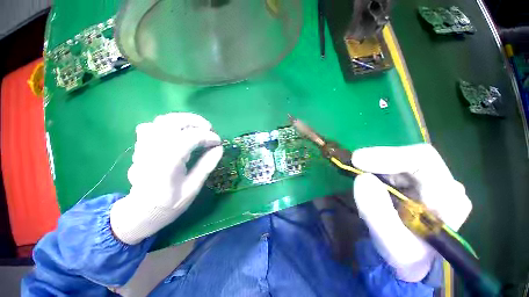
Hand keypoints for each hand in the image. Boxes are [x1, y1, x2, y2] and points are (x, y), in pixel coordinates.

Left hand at [110, 113, 222, 244]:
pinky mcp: (142, 145)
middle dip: (195, 122)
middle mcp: (153, 150)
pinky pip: (153, 125)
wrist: (141, 211)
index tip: (218, 142)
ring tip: (197, 128)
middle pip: (173, 122)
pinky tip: (178, 133)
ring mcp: (144, 146)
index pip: (189, 139)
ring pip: (163, 120)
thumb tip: (219, 148)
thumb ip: (206, 166)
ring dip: (184, 120)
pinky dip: (169, 125)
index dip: (207, 137)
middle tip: (209, 129)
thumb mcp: (193, 188)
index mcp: (167, 163)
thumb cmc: (169, 203)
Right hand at [352, 144, 471, 281]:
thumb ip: (378, 213)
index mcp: (450, 200)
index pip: (424, 161)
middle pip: (412, 157)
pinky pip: (394, 166)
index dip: (390, 156)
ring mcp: (432, 181)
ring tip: (359, 174)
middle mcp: (445, 184)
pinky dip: (376, 168)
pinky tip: (368, 177)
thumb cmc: (405, 255)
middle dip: (380, 159)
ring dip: (376, 165)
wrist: (409, 258)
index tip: (359, 160)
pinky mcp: (416, 180)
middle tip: (354, 163)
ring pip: (401, 159)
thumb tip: (362, 178)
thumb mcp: (391, 243)